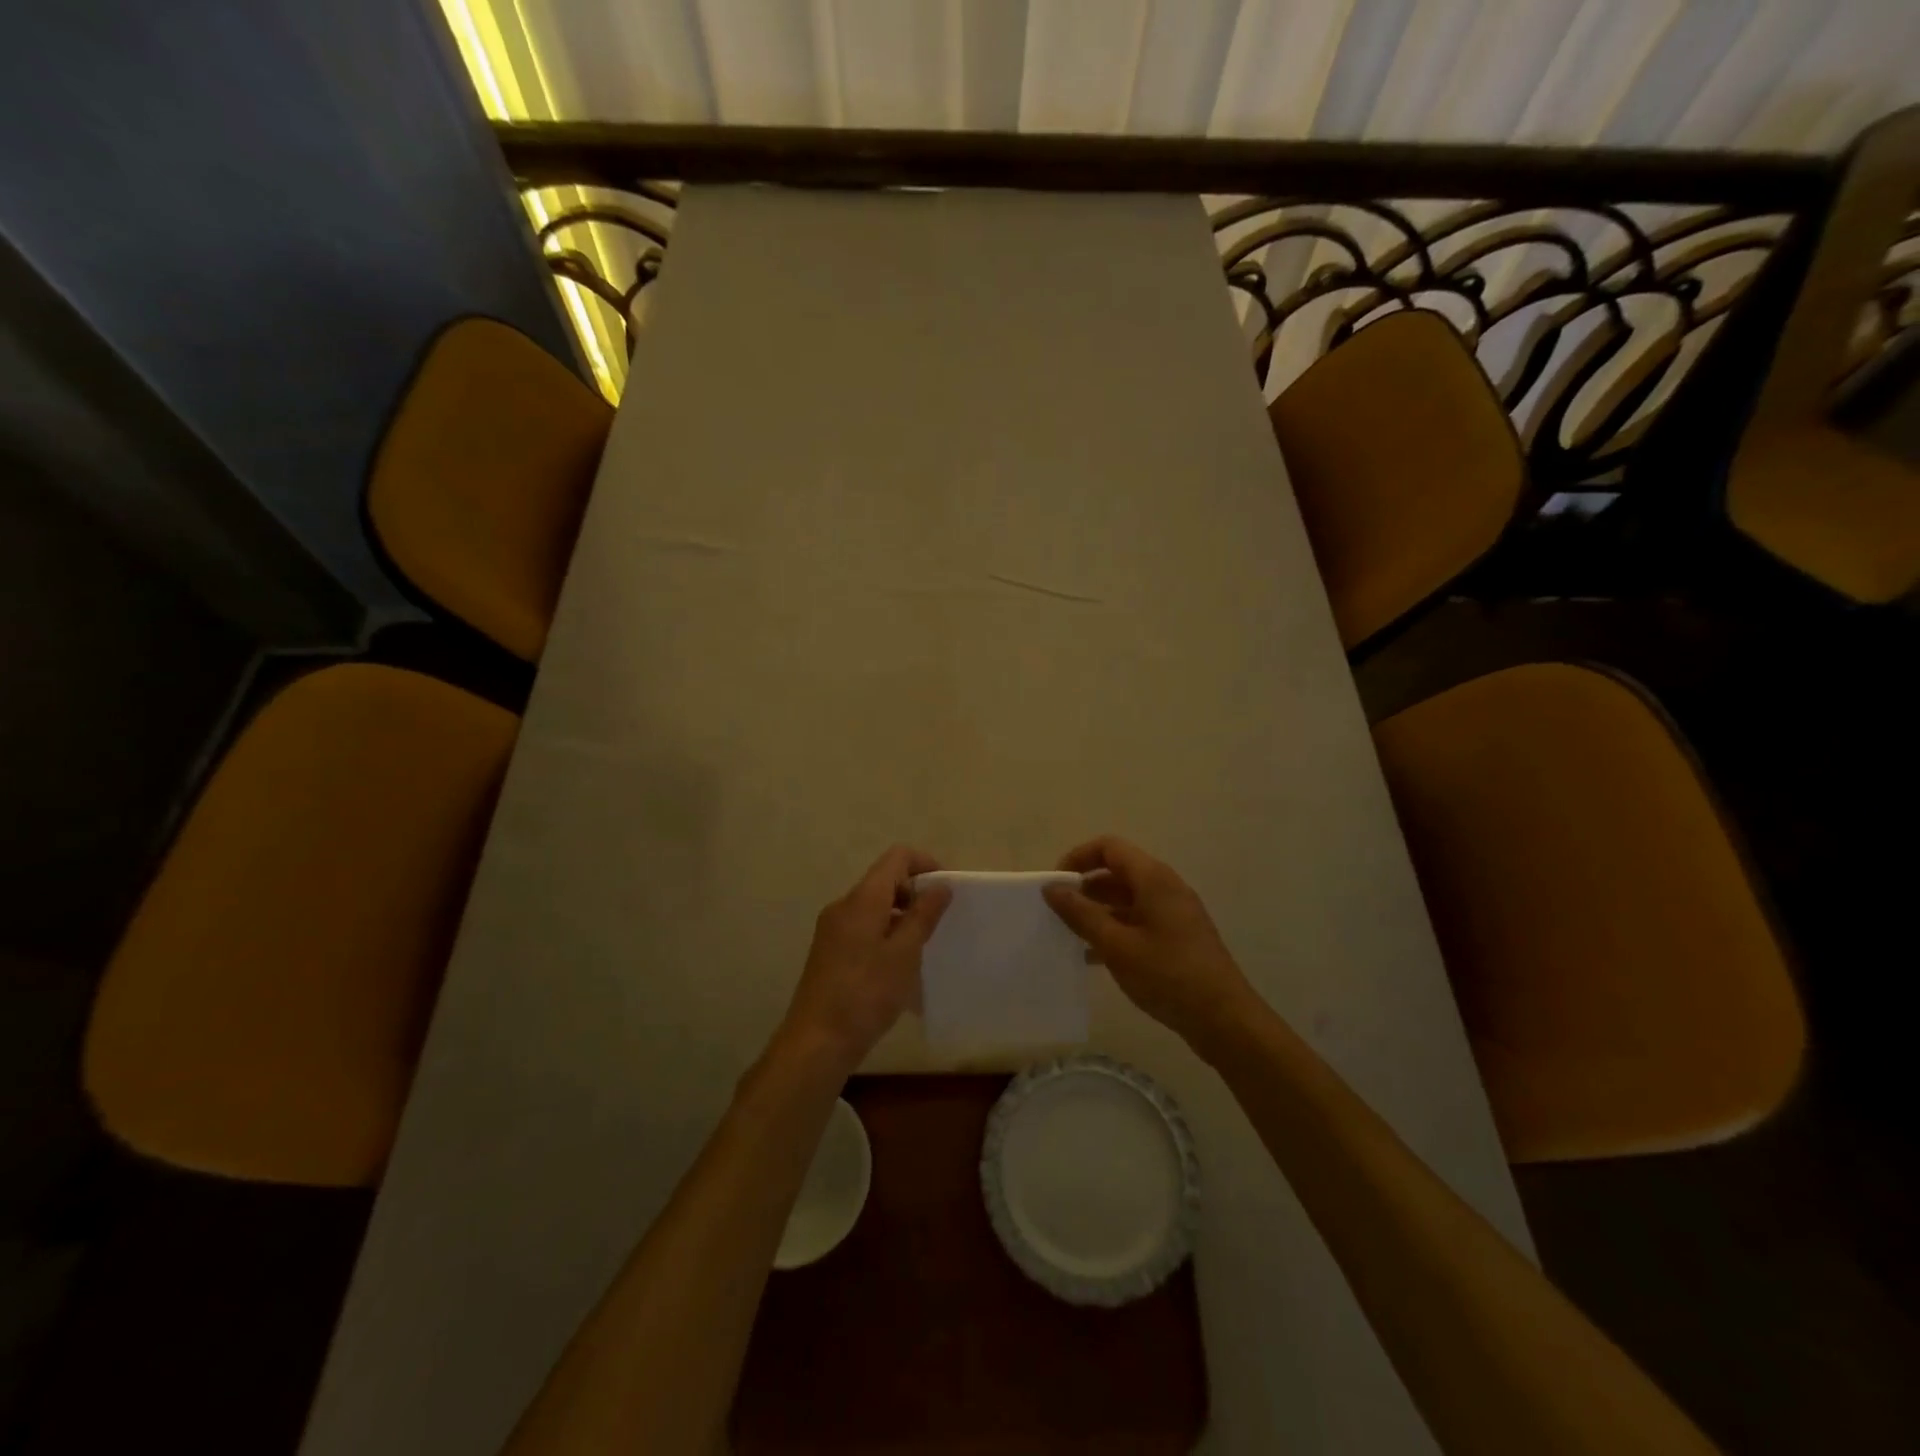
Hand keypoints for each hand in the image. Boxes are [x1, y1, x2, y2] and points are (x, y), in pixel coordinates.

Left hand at [776, 846, 951, 1077]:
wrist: (817, 1041)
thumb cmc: (866, 994)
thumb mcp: (904, 954)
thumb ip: (923, 915)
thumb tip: (940, 886)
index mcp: (862, 899)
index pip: (896, 857)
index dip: (925, 864)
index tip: (946, 890)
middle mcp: (843, 906)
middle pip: (884, 880)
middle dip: (915, 893)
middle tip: (939, 922)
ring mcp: (832, 929)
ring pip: (874, 906)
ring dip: (901, 916)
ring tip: (923, 947)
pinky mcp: (829, 951)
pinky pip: (863, 927)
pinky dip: (885, 933)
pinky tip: (898, 966)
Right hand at [1043, 836, 1257, 1049]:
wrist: (1225, 1019)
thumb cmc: (1168, 976)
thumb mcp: (1117, 946)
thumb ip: (1081, 914)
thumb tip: (1051, 887)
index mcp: (1153, 879)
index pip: (1109, 848)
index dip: (1078, 858)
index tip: (1055, 885)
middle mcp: (1165, 887)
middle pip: (1117, 872)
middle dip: (1085, 887)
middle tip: (1057, 913)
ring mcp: (1174, 912)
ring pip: (1127, 899)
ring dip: (1098, 911)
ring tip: (1069, 936)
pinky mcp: (1178, 936)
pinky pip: (1139, 920)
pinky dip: (1115, 929)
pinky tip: (1093, 957)